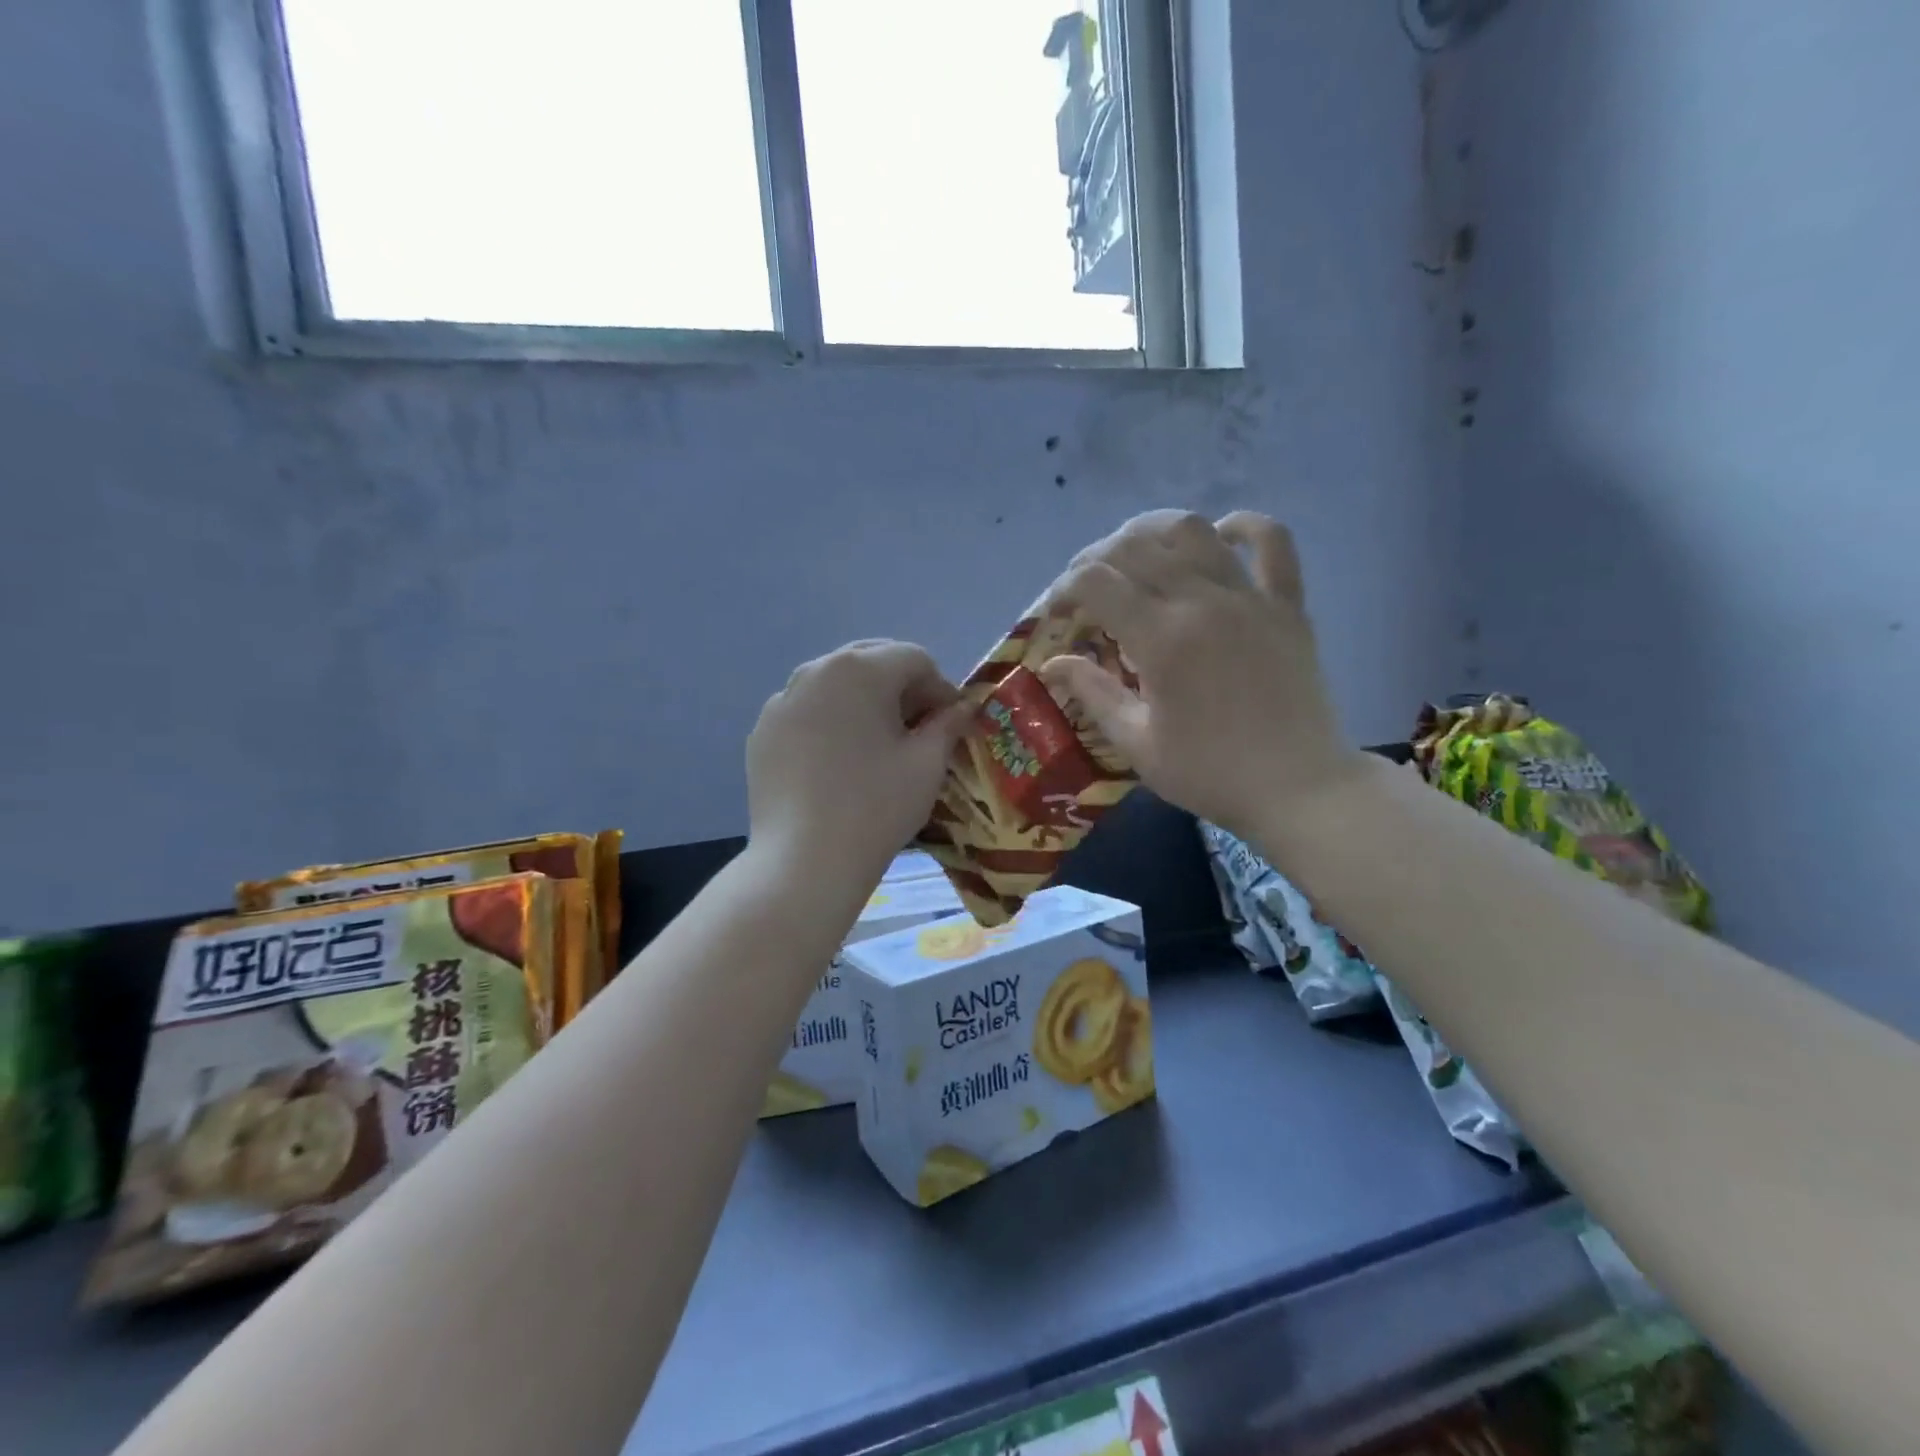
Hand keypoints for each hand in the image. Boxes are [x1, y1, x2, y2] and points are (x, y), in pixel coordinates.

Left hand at [746, 640, 970, 887]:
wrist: (804, 861)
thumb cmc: (877, 806)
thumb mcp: (926, 764)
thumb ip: (948, 724)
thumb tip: (963, 708)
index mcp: (859, 669)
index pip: (913, 659)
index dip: (941, 687)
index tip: (952, 722)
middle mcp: (815, 671)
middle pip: (870, 661)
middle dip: (901, 687)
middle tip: (919, 727)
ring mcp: (782, 701)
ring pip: (835, 684)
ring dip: (864, 701)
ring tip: (878, 742)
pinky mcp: (763, 732)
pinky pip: (806, 712)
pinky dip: (829, 722)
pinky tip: (839, 761)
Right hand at [1038, 511, 1365, 838]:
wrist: (1299, 788)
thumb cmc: (1210, 774)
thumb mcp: (1137, 744)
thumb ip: (1093, 693)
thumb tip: (1052, 663)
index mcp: (1161, 640)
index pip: (1096, 582)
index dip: (1063, 588)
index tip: (1055, 612)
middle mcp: (1202, 602)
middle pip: (1135, 546)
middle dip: (1095, 559)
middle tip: (1085, 589)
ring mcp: (1250, 597)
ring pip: (1192, 530)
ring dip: (1152, 531)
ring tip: (1136, 555)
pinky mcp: (1287, 604)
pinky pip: (1272, 541)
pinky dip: (1242, 526)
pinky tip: (1218, 535)